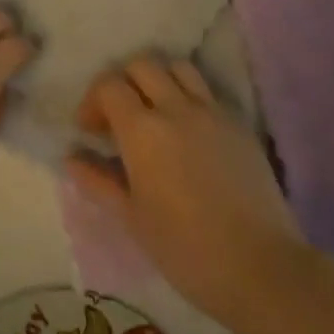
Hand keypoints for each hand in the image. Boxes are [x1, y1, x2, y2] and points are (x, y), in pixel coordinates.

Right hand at [68, 55, 300, 317]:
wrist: (261, 268)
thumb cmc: (186, 249)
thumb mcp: (132, 219)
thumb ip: (99, 181)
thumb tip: (72, 159)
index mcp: (142, 130)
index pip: (109, 85)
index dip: (93, 101)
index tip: (91, 131)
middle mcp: (175, 108)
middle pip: (142, 65)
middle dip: (124, 82)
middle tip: (120, 117)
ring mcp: (212, 112)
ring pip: (179, 68)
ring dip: (160, 80)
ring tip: (156, 113)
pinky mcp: (240, 125)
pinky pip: (208, 93)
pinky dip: (190, 98)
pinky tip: (190, 133)